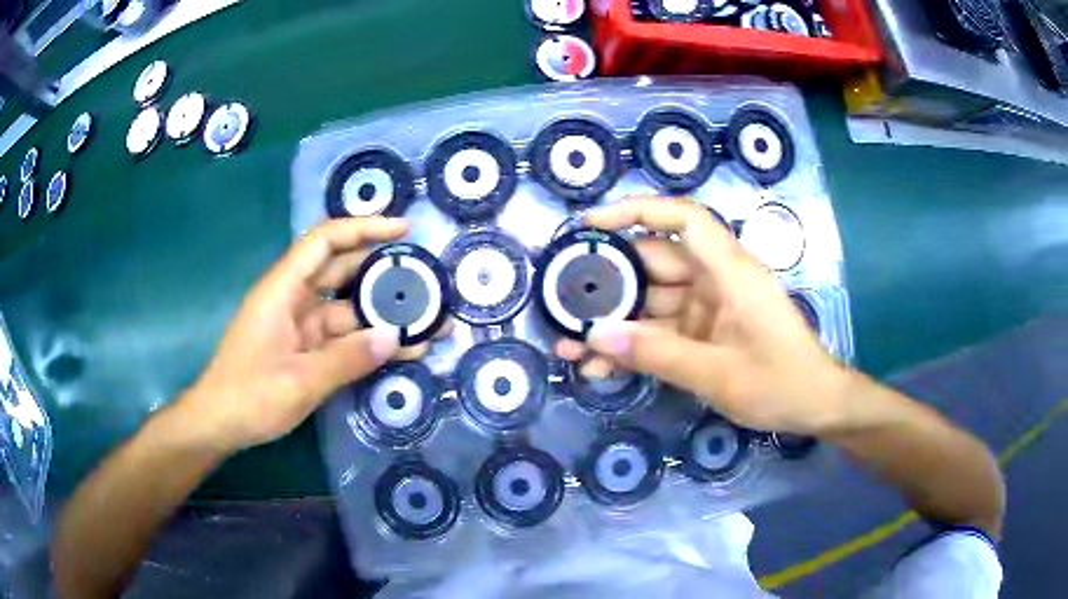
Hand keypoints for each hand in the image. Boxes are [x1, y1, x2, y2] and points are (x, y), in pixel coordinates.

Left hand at [176, 217, 425, 454]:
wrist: (219, 425)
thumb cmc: (248, 397)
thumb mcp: (298, 382)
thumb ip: (346, 359)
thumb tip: (394, 337)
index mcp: (283, 290)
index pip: (325, 241)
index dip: (363, 228)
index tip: (403, 230)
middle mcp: (293, 300)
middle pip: (342, 271)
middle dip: (382, 272)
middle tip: (426, 279)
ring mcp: (300, 327)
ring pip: (347, 309)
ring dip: (381, 315)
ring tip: (426, 322)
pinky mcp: (305, 350)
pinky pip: (342, 338)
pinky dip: (368, 343)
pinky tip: (400, 351)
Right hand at [556, 198, 851, 434]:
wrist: (816, 405)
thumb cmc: (781, 382)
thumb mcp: (718, 374)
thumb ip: (657, 354)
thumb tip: (595, 337)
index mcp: (729, 271)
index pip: (683, 218)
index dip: (636, 211)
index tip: (592, 226)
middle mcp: (716, 280)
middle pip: (655, 264)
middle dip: (609, 285)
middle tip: (563, 304)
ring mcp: (709, 308)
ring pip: (652, 304)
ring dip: (616, 325)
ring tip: (570, 348)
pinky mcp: (705, 333)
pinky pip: (663, 332)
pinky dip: (636, 347)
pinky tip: (602, 367)